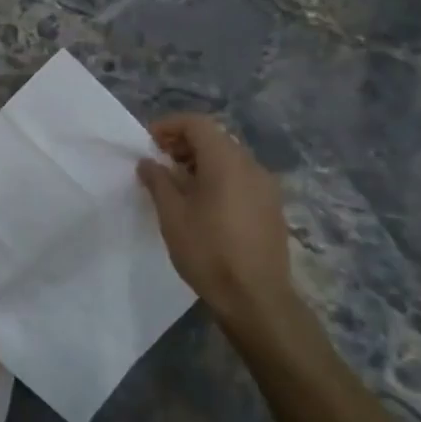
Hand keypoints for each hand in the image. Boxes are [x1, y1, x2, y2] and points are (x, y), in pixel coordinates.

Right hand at [137, 115, 318, 349]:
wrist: (255, 297)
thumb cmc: (208, 251)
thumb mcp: (172, 215)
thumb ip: (158, 181)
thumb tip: (148, 162)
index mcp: (226, 161)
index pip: (197, 124)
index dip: (169, 126)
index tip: (148, 143)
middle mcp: (251, 166)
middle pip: (215, 138)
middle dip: (184, 143)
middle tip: (158, 162)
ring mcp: (266, 187)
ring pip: (229, 159)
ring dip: (201, 162)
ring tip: (176, 184)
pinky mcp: (272, 207)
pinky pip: (241, 178)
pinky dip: (218, 177)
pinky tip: (202, 203)